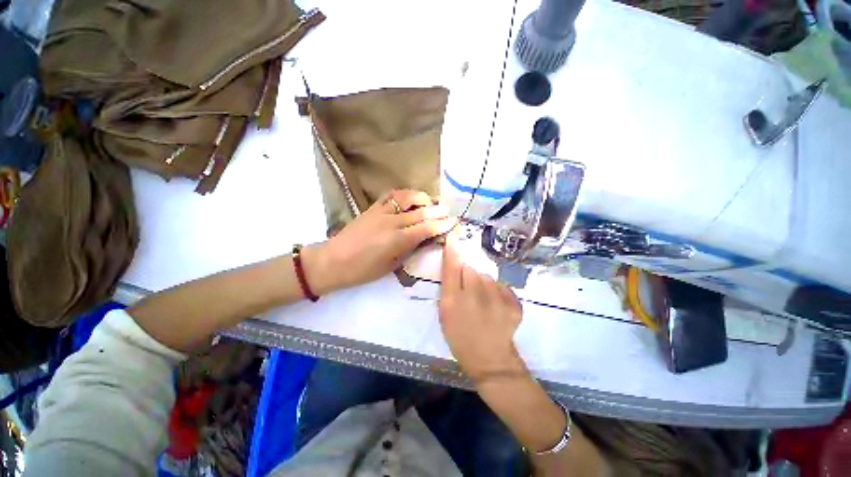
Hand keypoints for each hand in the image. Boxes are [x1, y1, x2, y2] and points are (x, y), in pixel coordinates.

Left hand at [305, 189, 456, 293]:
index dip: (442, 224)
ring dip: (422, 198)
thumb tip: (424, 239)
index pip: (426, 228)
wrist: (333, 261)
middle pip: (421, 212)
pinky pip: (392, 195)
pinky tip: (409, 199)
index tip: (452, 223)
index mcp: (397, 240)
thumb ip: (409, 250)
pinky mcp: (372, 207)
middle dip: (438, 211)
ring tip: (429, 204)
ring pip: (408, 197)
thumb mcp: (391, 266)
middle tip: (448, 212)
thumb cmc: (363, 270)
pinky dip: (405, 194)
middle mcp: (392, 221)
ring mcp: (381, 211)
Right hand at [438, 231, 526, 381]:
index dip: (452, 251)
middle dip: (468, 275)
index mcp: (453, 301)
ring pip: (487, 277)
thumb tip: (456, 267)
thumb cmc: (461, 338)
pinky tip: (496, 307)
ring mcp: (497, 299)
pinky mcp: (513, 303)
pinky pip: (501, 286)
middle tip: (469, 292)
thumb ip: (448, 288)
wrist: (491, 360)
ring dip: (484, 284)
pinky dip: (498, 292)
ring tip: (484, 302)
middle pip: (471, 269)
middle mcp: (474, 296)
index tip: (453, 236)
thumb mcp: (445, 315)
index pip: (452, 268)